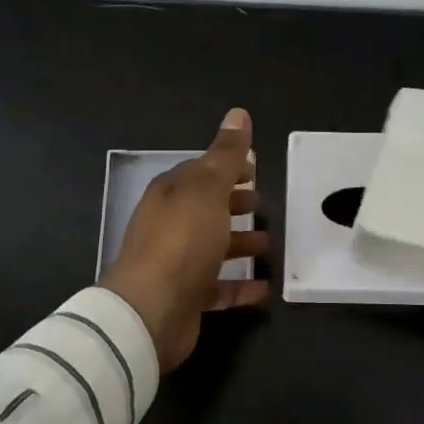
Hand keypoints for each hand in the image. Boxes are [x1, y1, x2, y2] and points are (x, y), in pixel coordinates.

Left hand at [100, 107, 270, 372]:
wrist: (151, 311)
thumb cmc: (182, 240)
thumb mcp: (208, 188)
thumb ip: (226, 154)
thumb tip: (238, 112)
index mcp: (171, 193)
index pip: (202, 172)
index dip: (229, 169)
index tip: (256, 171)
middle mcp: (170, 224)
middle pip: (207, 209)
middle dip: (235, 205)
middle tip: (264, 206)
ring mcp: (176, 263)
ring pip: (214, 247)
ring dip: (241, 245)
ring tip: (271, 246)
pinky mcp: (186, 297)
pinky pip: (218, 287)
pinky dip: (240, 286)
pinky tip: (265, 288)